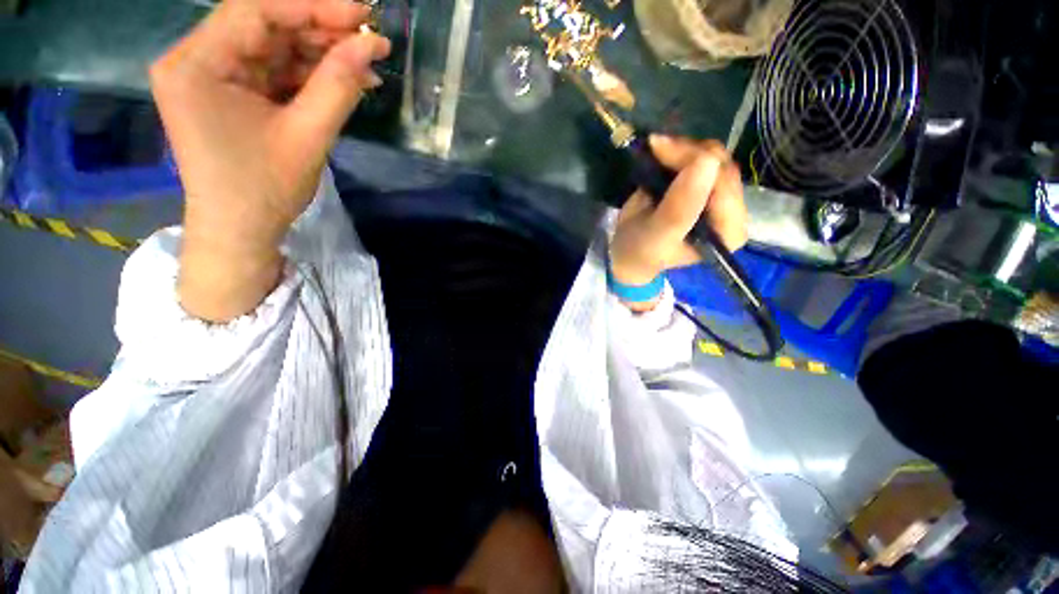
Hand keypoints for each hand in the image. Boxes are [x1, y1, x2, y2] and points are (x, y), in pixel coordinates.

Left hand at [151, 0, 390, 321]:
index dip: (311, 6)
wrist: (240, 230)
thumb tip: (370, 47)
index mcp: (197, 64)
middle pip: (263, 26)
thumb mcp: (308, 136)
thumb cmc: (265, 189)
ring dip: (319, 54)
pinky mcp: (227, 93)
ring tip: (365, 66)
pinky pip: (271, 71)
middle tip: (369, 41)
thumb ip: (338, 86)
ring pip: (271, 48)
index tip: (361, 13)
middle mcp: (195, 59)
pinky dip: (307, 75)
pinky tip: (341, 80)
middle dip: (319, 30)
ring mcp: (210, 76)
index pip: (255, 11)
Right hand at [609, 136, 747, 308]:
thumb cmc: (641, 251)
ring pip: (714, 158)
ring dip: (685, 149)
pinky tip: (664, 151)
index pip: (724, 185)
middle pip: (722, 168)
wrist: (628, 252)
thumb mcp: (657, 236)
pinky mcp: (706, 187)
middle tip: (655, 146)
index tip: (660, 150)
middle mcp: (732, 213)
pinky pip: (704, 159)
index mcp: (728, 232)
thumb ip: (680, 208)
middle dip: (688, 153)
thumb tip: (706, 162)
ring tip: (657, 148)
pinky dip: (683, 151)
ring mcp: (720, 197)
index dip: (695, 162)